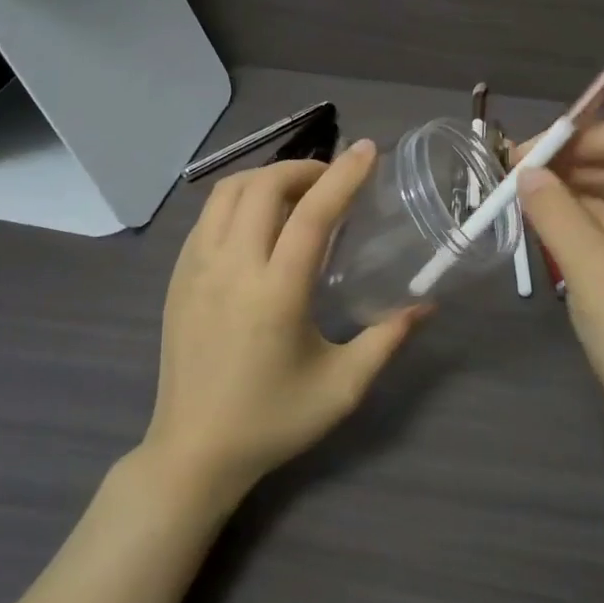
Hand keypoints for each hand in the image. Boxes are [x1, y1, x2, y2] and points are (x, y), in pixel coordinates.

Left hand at [146, 141, 427, 501]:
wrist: (193, 452)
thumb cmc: (273, 421)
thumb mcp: (342, 386)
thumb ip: (386, 339)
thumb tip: (425, 305)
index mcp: (276, 293)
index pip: (313, 213)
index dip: (344, 175)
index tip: (368, 150)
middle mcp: (232, 268)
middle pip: (264, 187)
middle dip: (303, 168)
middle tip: (332, 180)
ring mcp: (196, 268)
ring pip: (228, 192)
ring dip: (266, 178)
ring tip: (296, 193)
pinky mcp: (178, 276)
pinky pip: (207, 216)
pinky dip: (238, 199)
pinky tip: (258, 221)